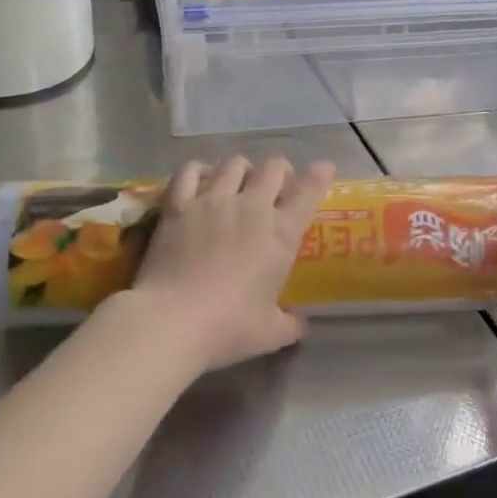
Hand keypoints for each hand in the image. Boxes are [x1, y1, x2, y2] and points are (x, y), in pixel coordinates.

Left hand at [116, 156, 335, 374]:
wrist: (172, 320)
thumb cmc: (229, 327)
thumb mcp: (271, 333)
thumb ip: (291, 324)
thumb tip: (301, 323)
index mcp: (281, 233)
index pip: (308, 192)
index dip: (319, 176)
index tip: (324, 169)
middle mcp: (251, 206)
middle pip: (272, 167)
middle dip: (280, 171)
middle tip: (277, 185)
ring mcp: (212, 200)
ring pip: (234, 163)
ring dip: (243, 169)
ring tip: (239, 181)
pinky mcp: (178, 205)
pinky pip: (190, 171)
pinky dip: (200, 170)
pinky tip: (201, 178)